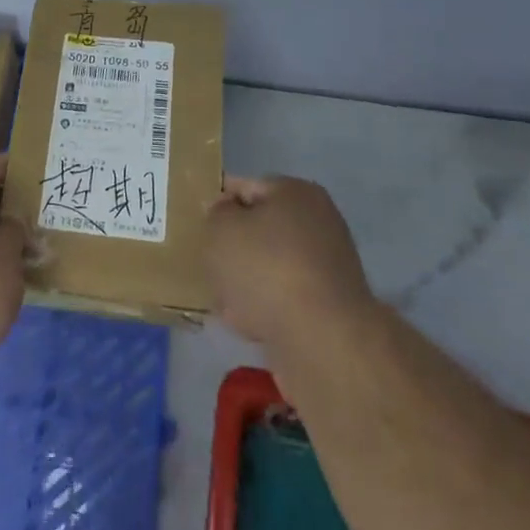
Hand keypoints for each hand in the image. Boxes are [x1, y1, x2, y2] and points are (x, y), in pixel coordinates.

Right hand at [206, 176, 376, 348]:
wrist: (322, 341)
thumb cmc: (267, 269)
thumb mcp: (221, 229)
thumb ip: (216, 215)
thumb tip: (226, 216)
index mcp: (296, 192)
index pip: (246, 187)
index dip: (219, 205)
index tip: (200, 228)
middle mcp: (318, 222)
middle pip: (260, 230)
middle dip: (233, 250)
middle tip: (211, 267)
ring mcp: (327, 267)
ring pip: (270, 267)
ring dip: (246, 283)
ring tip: (225, 302)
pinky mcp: (329, 308)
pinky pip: (285, 300)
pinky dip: (266, 309)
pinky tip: (247, 325)